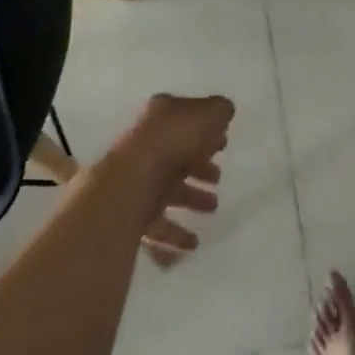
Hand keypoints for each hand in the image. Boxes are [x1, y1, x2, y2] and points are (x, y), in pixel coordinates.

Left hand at [110, 94, 234, 266]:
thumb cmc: (173, 141)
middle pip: (176, 155)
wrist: (131, 183)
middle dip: (199, 167)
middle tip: (218, 178)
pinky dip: (174, 235)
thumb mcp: (209, 114)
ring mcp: (136, 179)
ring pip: (167, 189)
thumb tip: (224, 111)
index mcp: (160, 116)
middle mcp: (145, 144)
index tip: (223, 144)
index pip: (185, 119)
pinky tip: (192, 243)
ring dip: (191, 198)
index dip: (205, 130)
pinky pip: (156, 224)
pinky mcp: (130, 212)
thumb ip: (220, 111)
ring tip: (213, 208)